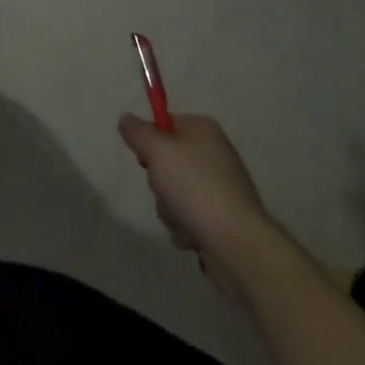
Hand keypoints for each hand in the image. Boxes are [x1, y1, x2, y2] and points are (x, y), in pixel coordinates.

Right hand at [118, 113, 270, 300]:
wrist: (237, 245)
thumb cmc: (195, 188)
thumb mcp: (157, 151)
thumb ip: (137, 132)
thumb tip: (126, 118)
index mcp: (203, 130)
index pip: (165, 123)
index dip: (150, 140)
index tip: (145, 159)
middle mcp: (214, 155)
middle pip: (168, 161)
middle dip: (159, 181)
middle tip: (164, 189)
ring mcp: (220, 189)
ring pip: (174, 192)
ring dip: (169, 208)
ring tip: (181, 219)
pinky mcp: (222, 219)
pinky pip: (189, 217)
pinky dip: (185, 227)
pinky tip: (192, 236)